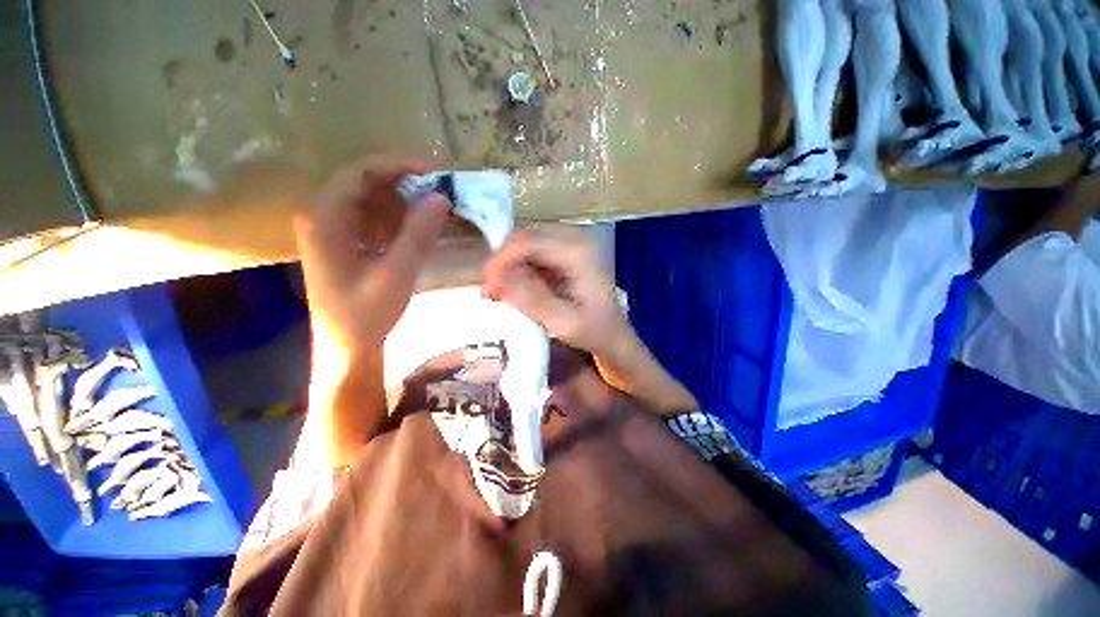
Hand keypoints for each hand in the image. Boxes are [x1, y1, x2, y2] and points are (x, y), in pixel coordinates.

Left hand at [295, 157, 451, 357]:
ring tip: (434, 214)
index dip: (401, 166)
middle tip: (442, 195)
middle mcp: (322, 213)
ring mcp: (332, 226)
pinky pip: (374, 216)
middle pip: (367, 181)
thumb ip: (418, 234)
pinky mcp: (344, 239)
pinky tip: (417, 231)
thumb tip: (442, 197)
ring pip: (372, 198)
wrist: (346, 345)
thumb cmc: (366, 313)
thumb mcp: (397, 273)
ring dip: (405, 202)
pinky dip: (398, 219)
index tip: (437, 174)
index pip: (362, 171)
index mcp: (325, 216)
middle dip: (407, 185)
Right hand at [481, 225, 628, 356]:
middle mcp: (575, 238)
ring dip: (510, 265)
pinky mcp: (566, 252)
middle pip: (526, 237)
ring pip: (527, 243)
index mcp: (578, 252)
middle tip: (491, 290)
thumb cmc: (595, 330)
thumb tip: (498, 279)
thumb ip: (532, 300)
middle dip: (503, 262)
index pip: (529, 242)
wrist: (614, 333)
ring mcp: (571, 243)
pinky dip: (520, 267)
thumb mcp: (564, 322)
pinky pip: (534, 252)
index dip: (502, 260)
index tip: (487, 285)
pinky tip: (515, 286)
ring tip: (499, 291)